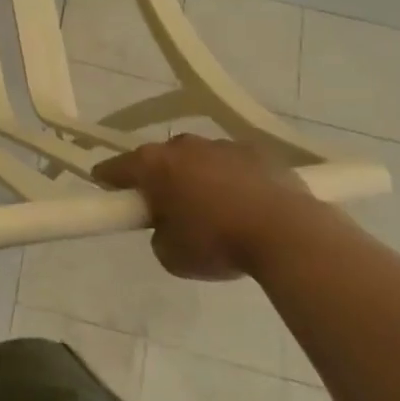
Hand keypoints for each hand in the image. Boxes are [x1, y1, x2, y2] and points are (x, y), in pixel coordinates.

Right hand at [93, 134, 315, 280]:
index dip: (109, 182)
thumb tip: (169, 227)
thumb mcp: (170, 255)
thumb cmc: (218, 243)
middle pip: (159, 160)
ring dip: (199, 178)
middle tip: (169, 210)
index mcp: (153, 164)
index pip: (114, 168)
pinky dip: (234, 180)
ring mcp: (222, 145)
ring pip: (199, 160)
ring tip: (216, 211)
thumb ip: (158, 235)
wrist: (290, 235)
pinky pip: (235, 165)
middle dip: (160, 180)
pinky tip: (248, 207)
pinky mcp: (260, 152)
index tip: (111, 195)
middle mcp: (182, 146)